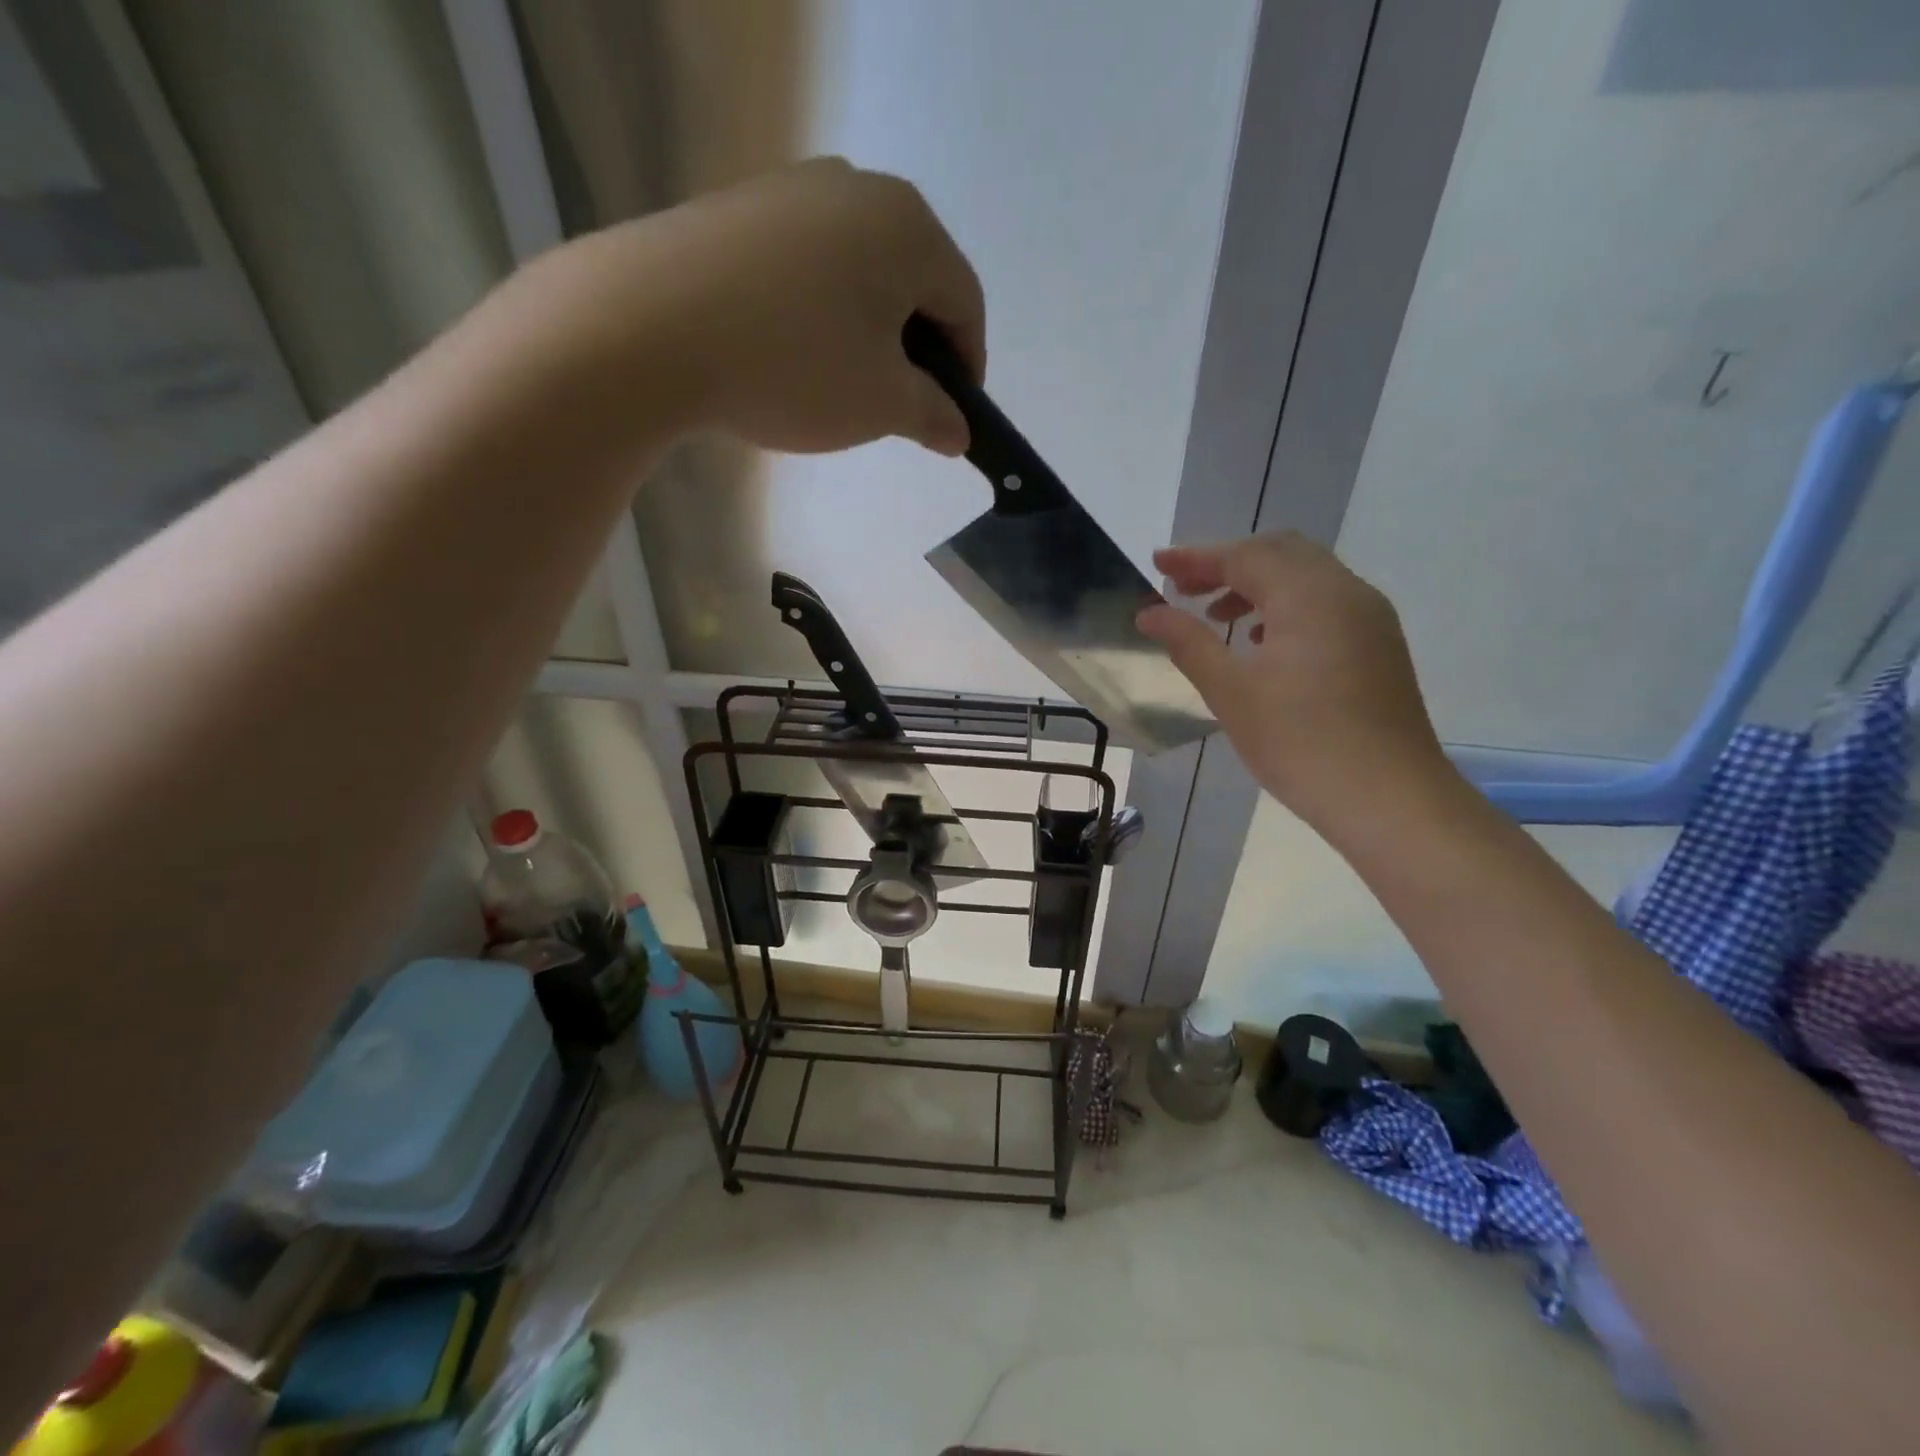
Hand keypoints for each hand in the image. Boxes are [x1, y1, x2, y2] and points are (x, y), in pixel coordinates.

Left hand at [541, 158, 985, 456]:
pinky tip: (789, 355)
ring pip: (858, 273)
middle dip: (916, 350)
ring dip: (865, 332)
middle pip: (913, 281)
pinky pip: (805, 269)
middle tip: (897, 407)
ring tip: (839, 386)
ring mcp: (792, 191)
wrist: (647, 328)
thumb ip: (933, 415)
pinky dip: (816, 315)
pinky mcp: (739, 211)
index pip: (965, 303)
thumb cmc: (794, 366)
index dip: (968, 368)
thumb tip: (959, 430)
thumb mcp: (881, 405)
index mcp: (909, 227)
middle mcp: (857, 188)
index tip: (952, 419)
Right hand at [1137, 533, 1448, 829]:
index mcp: (1309, 596)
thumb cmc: (1300, 743)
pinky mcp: (1379, 644)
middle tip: (1183, 588)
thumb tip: (1149, 613)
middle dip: (1227, 564)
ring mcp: (1369, 617)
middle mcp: (1346, 592)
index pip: (1245, 556)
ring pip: (1306, 576)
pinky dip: (1286, 605)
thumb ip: (1188, 643)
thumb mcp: (1231, 693)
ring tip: (1216, 617)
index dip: (1196, 557)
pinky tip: (1262, 642)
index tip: (1156, 563)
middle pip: (1280, 553)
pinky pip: (1326, 601)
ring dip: (1257, 584)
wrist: (1389, 798)